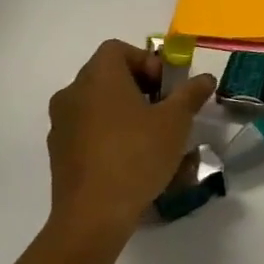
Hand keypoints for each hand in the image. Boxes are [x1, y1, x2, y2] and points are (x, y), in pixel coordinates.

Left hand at [46, 39, 214, 243]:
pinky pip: (88, 128)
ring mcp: (61, 124)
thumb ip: (191, 93)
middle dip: (139, 86)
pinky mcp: (58, 151)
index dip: (146, 61)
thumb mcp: (176, 121)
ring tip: (151, 135)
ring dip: (124, 110)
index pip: (118, 49)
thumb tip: (205, 78)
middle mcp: (72, 93)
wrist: (93, 214)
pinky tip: (130, 157)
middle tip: (164, 109)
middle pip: (107, 75)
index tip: (165, 87)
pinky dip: (109, 132)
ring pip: (97, 103)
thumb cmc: (137, 155)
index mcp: (98, 78)